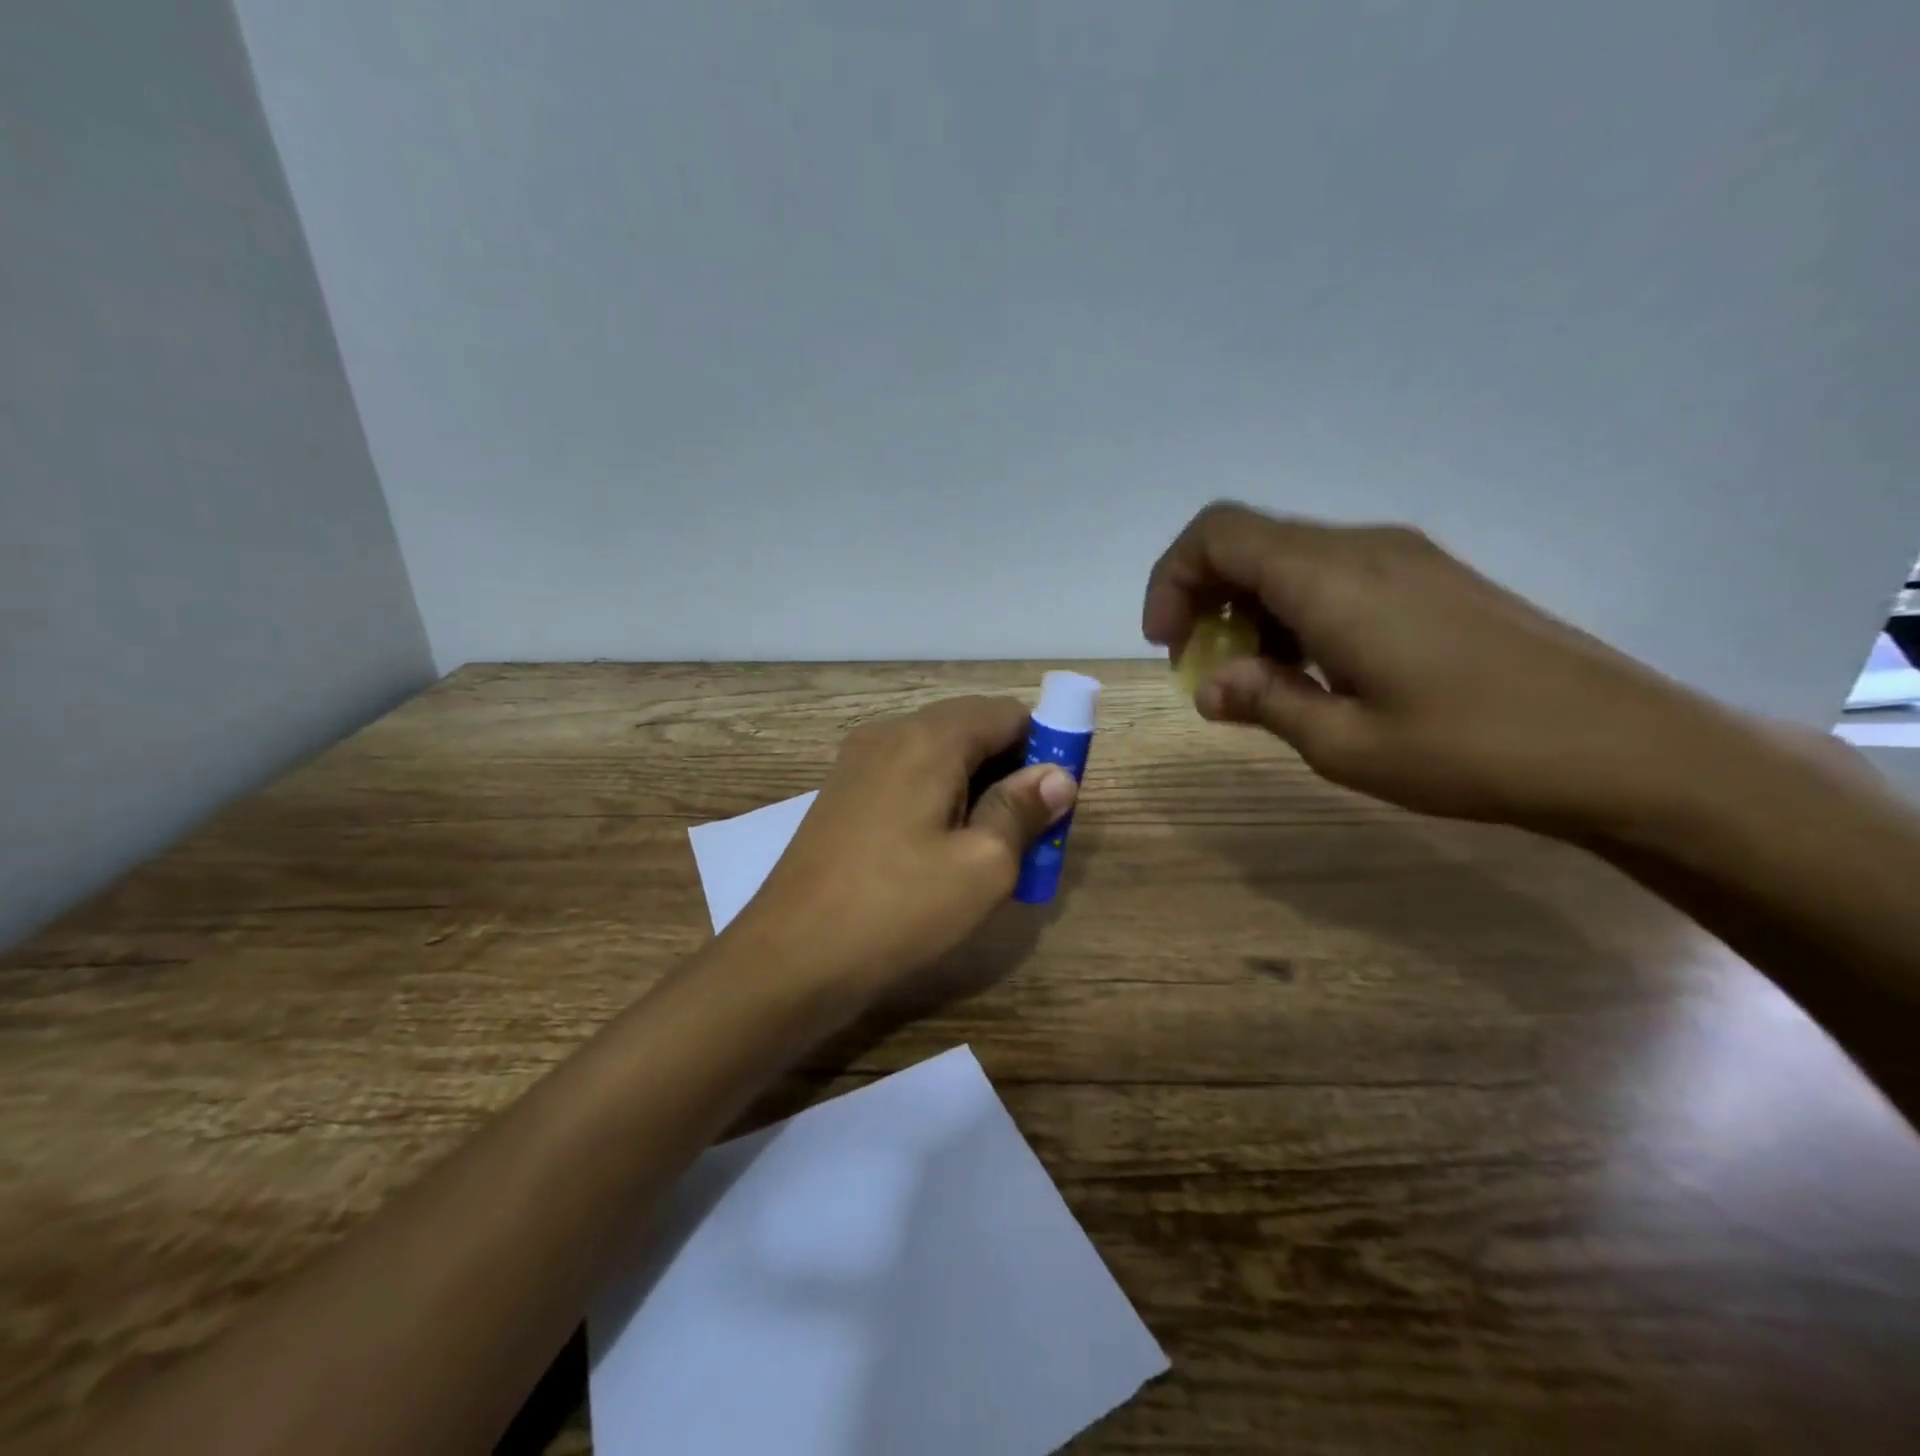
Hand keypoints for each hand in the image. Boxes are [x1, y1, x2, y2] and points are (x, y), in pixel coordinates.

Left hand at [724, 696, 1076, 999]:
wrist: (790, 957)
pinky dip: (938, 799)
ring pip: (938, 756)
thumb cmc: (897, 909)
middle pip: (971, 730)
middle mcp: (889, 734)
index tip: (1057, 798)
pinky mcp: (841, 795)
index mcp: (928, 738)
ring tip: (990, 848)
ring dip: (976, 788)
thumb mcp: (982, 865)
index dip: (1044, 746)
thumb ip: (1022, 810)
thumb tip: (1057, 776)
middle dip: (1011, 770)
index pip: (1006, 712)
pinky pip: (907, 778)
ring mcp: (858, 763)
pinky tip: (941, 851)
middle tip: (1029, 831)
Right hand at [1142, 501, 1742, 835]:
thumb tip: (1210, 684)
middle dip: (1204, 599)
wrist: (1626, 749)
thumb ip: (1263, 701)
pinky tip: (1316, 670)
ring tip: (1260, 680)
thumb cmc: (1471, 750)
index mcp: (1331, 578)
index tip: (1169, 645)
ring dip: (1251, 610)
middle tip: (1205, 670)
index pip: (1217, 535)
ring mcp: (1404, 557)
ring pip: (1290, 558)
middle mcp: (1363, 548)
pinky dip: (1295, 611)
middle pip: (1249, 542)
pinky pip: (1334, 575)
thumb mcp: (1344, 743)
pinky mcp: (1432, 578)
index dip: (1171, 580)